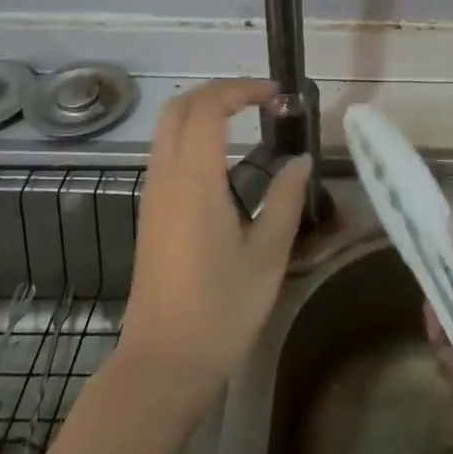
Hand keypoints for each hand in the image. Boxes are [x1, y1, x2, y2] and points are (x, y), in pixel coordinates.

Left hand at [118, 79, 311, 399]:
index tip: (277, 97)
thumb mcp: (268, 255)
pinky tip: (228, 164)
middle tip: (261, 102)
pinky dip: (194, 138)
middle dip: (219, 92)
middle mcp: (165, 178)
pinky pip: (167, 154)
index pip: (208, 107)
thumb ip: (287, 200)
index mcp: (193, 181)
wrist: (163, 364)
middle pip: (179, 107)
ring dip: (205, 113)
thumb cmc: (220, 311)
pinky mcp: (151, 214)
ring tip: (250, 125)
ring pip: (168, 129)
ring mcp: (152, 195)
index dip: (241, 89)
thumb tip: (301, 161)